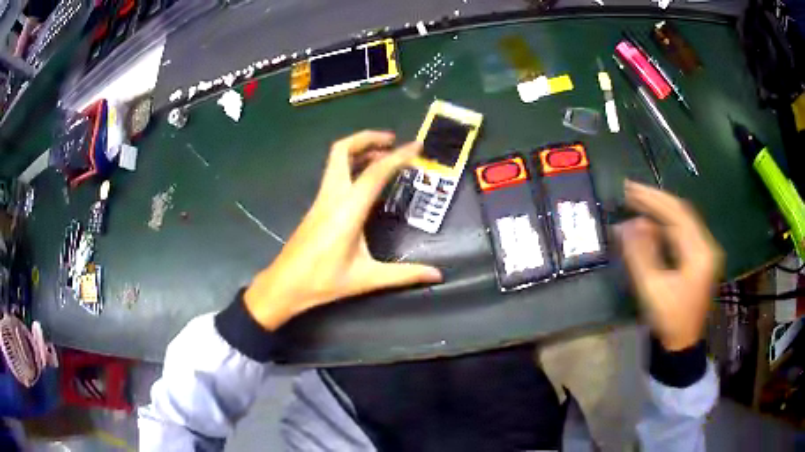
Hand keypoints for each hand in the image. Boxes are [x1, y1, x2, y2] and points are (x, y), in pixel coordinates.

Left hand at [244, 131, 442, 329]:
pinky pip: (334, 174)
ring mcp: (321, 199)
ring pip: (336, 160)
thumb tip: (437, 275)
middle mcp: (331, 197)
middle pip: (342, 150)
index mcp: (347, 211)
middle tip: (392, 141)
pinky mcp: (316, 206)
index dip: (398, 156)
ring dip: (358, 150)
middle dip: (367, 138)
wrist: (284, 285)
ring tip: (383, 156)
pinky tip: (365, 181)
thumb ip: (404, 275)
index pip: (375, 173)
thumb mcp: (367, 279)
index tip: (417, 147)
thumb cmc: (323, 282)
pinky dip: (351, 166)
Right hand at [619, 180, 722, 350]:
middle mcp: (706, 246)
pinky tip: (649, 224)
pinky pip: (681, 233)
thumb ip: (640, 254)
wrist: (682, 344)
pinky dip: (663, 225)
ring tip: (636, 202)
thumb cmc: (669, 319)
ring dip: (659, 211)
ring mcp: (703, 251)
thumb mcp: (652, 288)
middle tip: (630, 190)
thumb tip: (626, 224)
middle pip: (681, 212)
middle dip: (655, 200)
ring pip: (681, 221)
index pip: (677, 214)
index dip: (653, 198)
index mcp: (700, 252)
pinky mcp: (698, 257)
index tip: (629, 188)